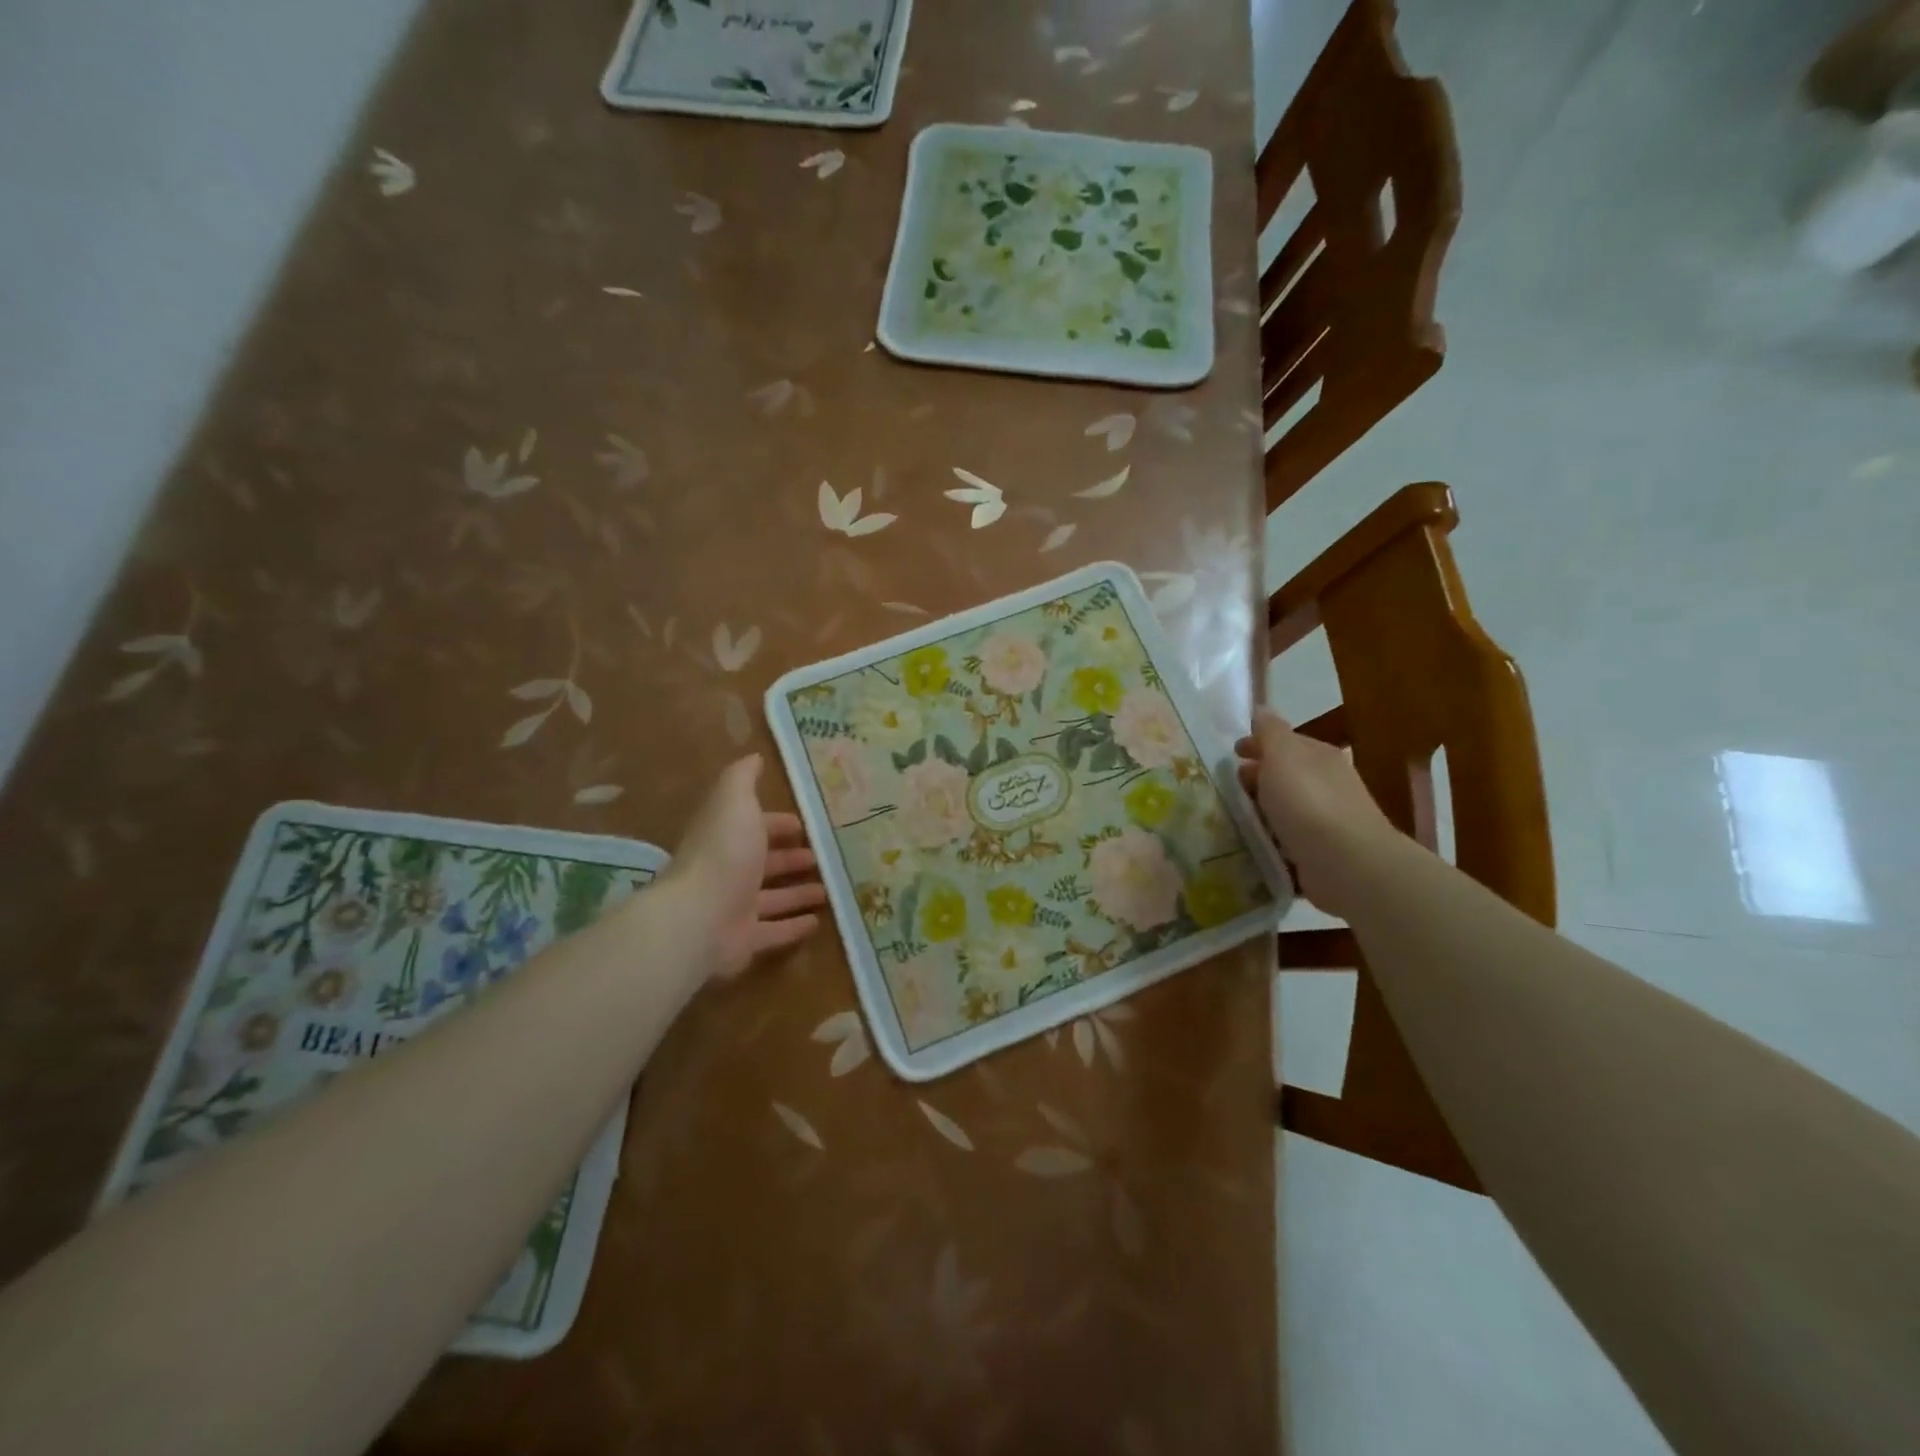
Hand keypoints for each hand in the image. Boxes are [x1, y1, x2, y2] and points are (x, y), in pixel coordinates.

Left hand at [666, 755, 827, 981]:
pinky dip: (794, 927)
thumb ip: (743, 779)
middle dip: (791, 858)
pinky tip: (818, 922)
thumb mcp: (735, 802)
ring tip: (830, 889)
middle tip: (822, 857)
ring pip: (772, 899)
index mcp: (727, 838)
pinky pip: (774, 933)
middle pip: (764, 863)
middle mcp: (729, 872)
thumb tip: (754, 756)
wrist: (699, 918)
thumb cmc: (723, 853)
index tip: (805, 825)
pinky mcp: (744, 941)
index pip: (755, 827)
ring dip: (798, 893)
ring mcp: (735, 909)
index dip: (778, 824)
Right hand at [1235, 708, 1398, 916]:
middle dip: (1258, 777)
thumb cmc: (1308, 802)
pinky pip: (1289, 839)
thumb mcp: (1283, 756)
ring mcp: (1327, 820)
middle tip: (1228, 788)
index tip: (1232, 754)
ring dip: (1263, 809)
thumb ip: (1270, 732)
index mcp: (1318, 756)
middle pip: (1285, 774)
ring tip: (1234, 819)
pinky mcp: (1322, 852)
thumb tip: (1262, 709)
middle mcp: (1327, 783)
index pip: (1284, 742)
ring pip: (1286, 807)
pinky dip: (1272, 838)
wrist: (1347, 863)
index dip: (1256, 744)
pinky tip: (1255, 845)